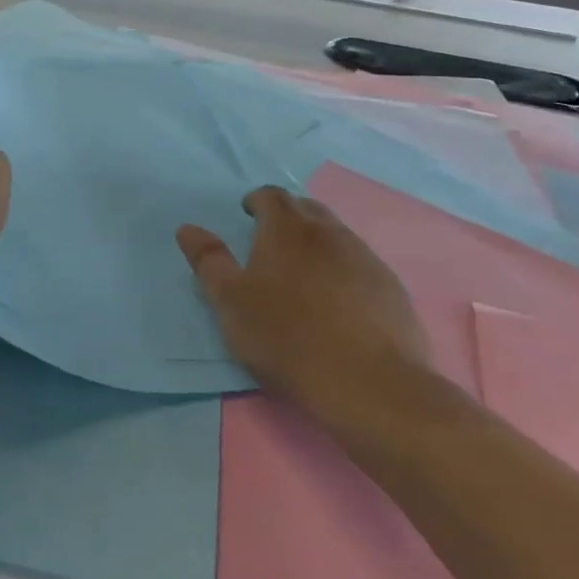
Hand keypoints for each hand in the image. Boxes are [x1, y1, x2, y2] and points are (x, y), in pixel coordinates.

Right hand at [178, 187, 428, 407]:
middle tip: (271, 240)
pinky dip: (343, 269)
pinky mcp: (390, 287)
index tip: (247, 214)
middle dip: (288, 216)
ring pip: (336, 235)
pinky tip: (338, 300)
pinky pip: (360, 264)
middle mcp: (329, 232)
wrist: (368, 383)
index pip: (271, 196)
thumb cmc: (286, 337)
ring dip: (317, 242)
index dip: (257, 200)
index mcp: (287, 229)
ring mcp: (365, 258)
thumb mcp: (230, 302)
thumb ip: (208, 260)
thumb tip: (188, 228)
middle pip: (307, 209)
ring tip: (303, 271)